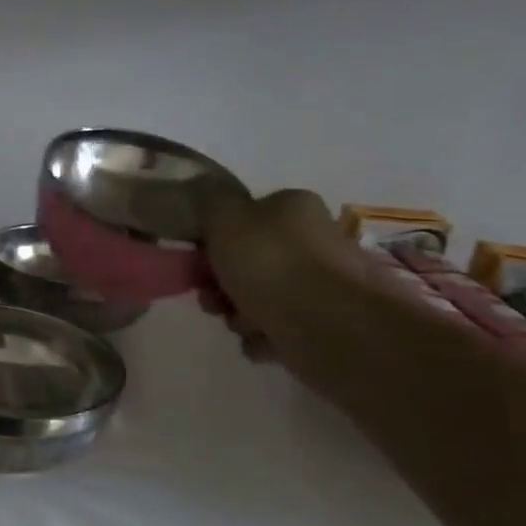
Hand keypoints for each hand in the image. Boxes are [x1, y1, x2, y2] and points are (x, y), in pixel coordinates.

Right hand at [192, 184, 356, 361]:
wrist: (326, 324)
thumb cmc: (269, 262)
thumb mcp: (225, 217)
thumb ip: (209, 199)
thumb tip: (201, 184)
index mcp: (293, 208)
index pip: (248, 215)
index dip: (216, 238)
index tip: (199, 259)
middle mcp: (314, 240)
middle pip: (250, 260)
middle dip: (223, 283)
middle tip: (210, 298)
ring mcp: (323, 284)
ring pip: (262, 296)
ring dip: (239, 313)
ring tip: (239, 324)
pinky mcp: (326, 323)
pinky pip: (279, 328)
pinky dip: (263, 337)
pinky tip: (259, 341)